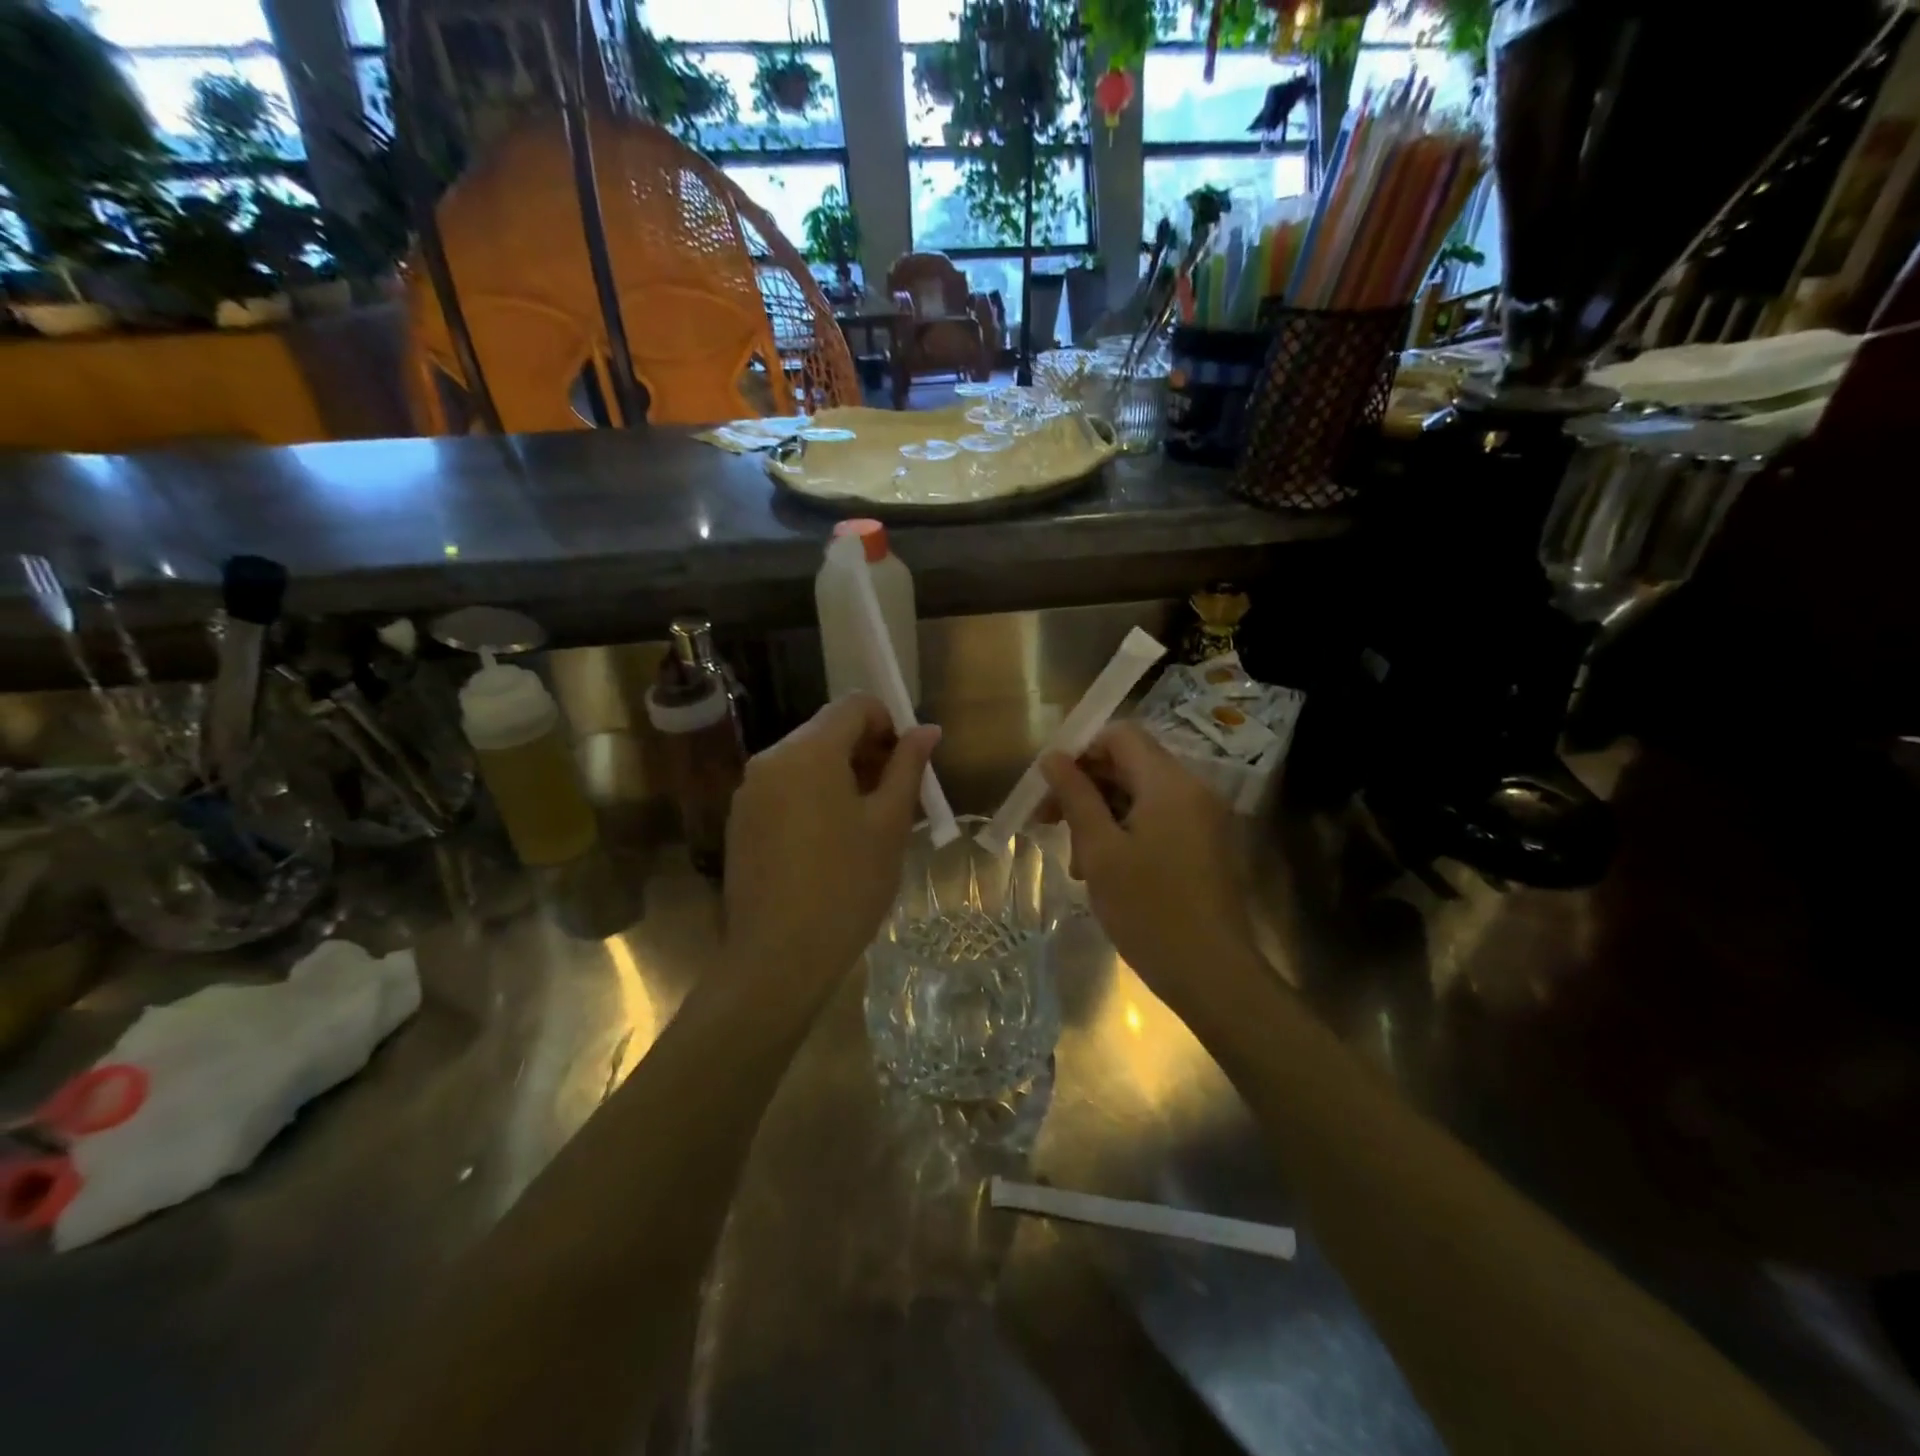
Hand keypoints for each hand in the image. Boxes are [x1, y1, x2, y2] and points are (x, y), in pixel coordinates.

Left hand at [723, 695, 939, 984]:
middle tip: (894, 797)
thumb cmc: (847, 885)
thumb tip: (927, 730)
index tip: (906, 764)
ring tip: (866, 824)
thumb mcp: (890, 824)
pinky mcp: (741, 821)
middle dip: (866, 751)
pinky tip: (829, 843)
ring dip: (840, 775)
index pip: (854, 705)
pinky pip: (784, 789)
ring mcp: (750, 791)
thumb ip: (908, 768)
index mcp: (809, 751)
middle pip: (826, 731)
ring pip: (805, 761)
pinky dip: (812, 797)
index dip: (888, 723)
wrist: (778, 956)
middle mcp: (771, 759)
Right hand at [1039, 722, 1254, 1001]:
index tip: (1050, 784)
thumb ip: (1075, 796)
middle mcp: (1193, 790)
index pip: (1121, 735)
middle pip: (1130, 765)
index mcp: (1170, 783)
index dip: (1081, 750)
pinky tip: (1105, 871)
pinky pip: (1159, 820)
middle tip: (1048, 822)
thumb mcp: (1100, 850)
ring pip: (1141, 796)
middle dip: (1086, 787)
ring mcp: (1204, 819)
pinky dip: (1127, 833)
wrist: (1213, 974)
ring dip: (1102, 816)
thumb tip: (1052, 757)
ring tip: (1078, 861)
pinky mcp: (1206, 846)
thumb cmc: (1149, 910)